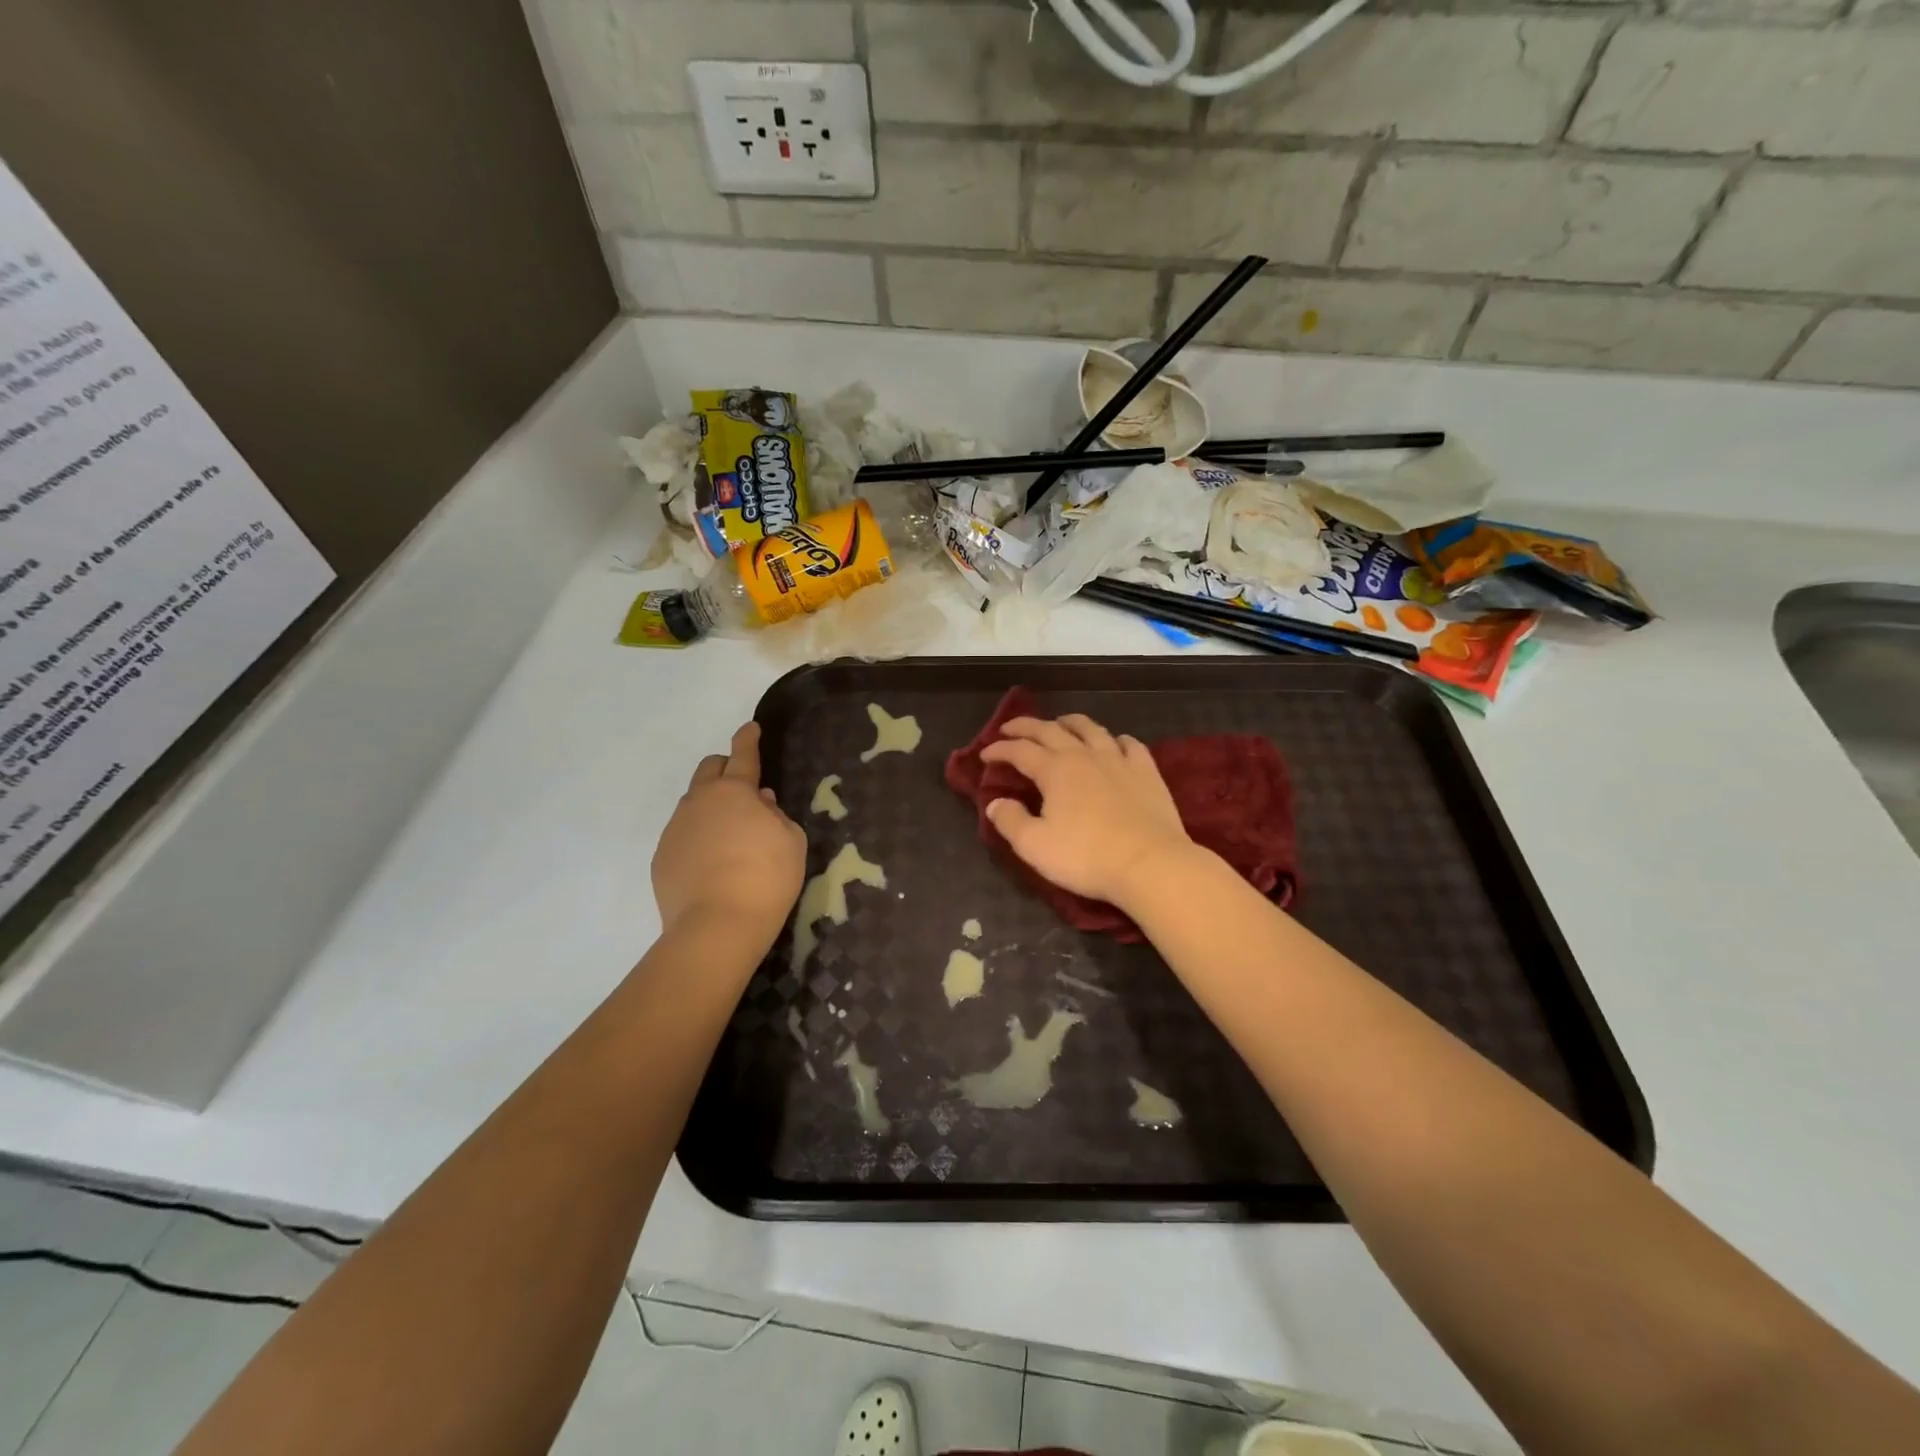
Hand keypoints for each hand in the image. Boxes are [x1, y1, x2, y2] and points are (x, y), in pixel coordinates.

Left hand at [652, 723, 805, 947]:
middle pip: (708, 770)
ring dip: (711, 808)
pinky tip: (712, 864)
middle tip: (744, 789)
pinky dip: (698, 838)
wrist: (717, 926)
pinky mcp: (662, 858)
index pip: (742, 755)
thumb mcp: (791, 842)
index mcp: (735, 791)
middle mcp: (699, 802)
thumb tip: (761, 804)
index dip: (748, 739)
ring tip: (730, 836)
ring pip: (693, 804)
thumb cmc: (766, 878)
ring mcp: (675, 829)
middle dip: (725, 769)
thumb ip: (777, 816)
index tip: (750, 728)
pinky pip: (682, 835)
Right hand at [979, 714, 1195, 907]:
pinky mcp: (1147, 772)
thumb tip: (995, 803)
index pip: (1019, 751)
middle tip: (1010, 727)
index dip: (1000, 749)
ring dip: (1070, 722)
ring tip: (1060, 723)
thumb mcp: (1035, 846)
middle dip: (1027, 726)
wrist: (1150, 863)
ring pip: (1091, 729)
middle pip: (1050, 730)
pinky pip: (1130, 744)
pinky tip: (1115, 743)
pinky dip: (1116, 739)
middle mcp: (1084, 755)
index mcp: (1054, 770)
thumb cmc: (1086, 856)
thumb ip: (1010, 821)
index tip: (985, 754)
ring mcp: (1118, 760)